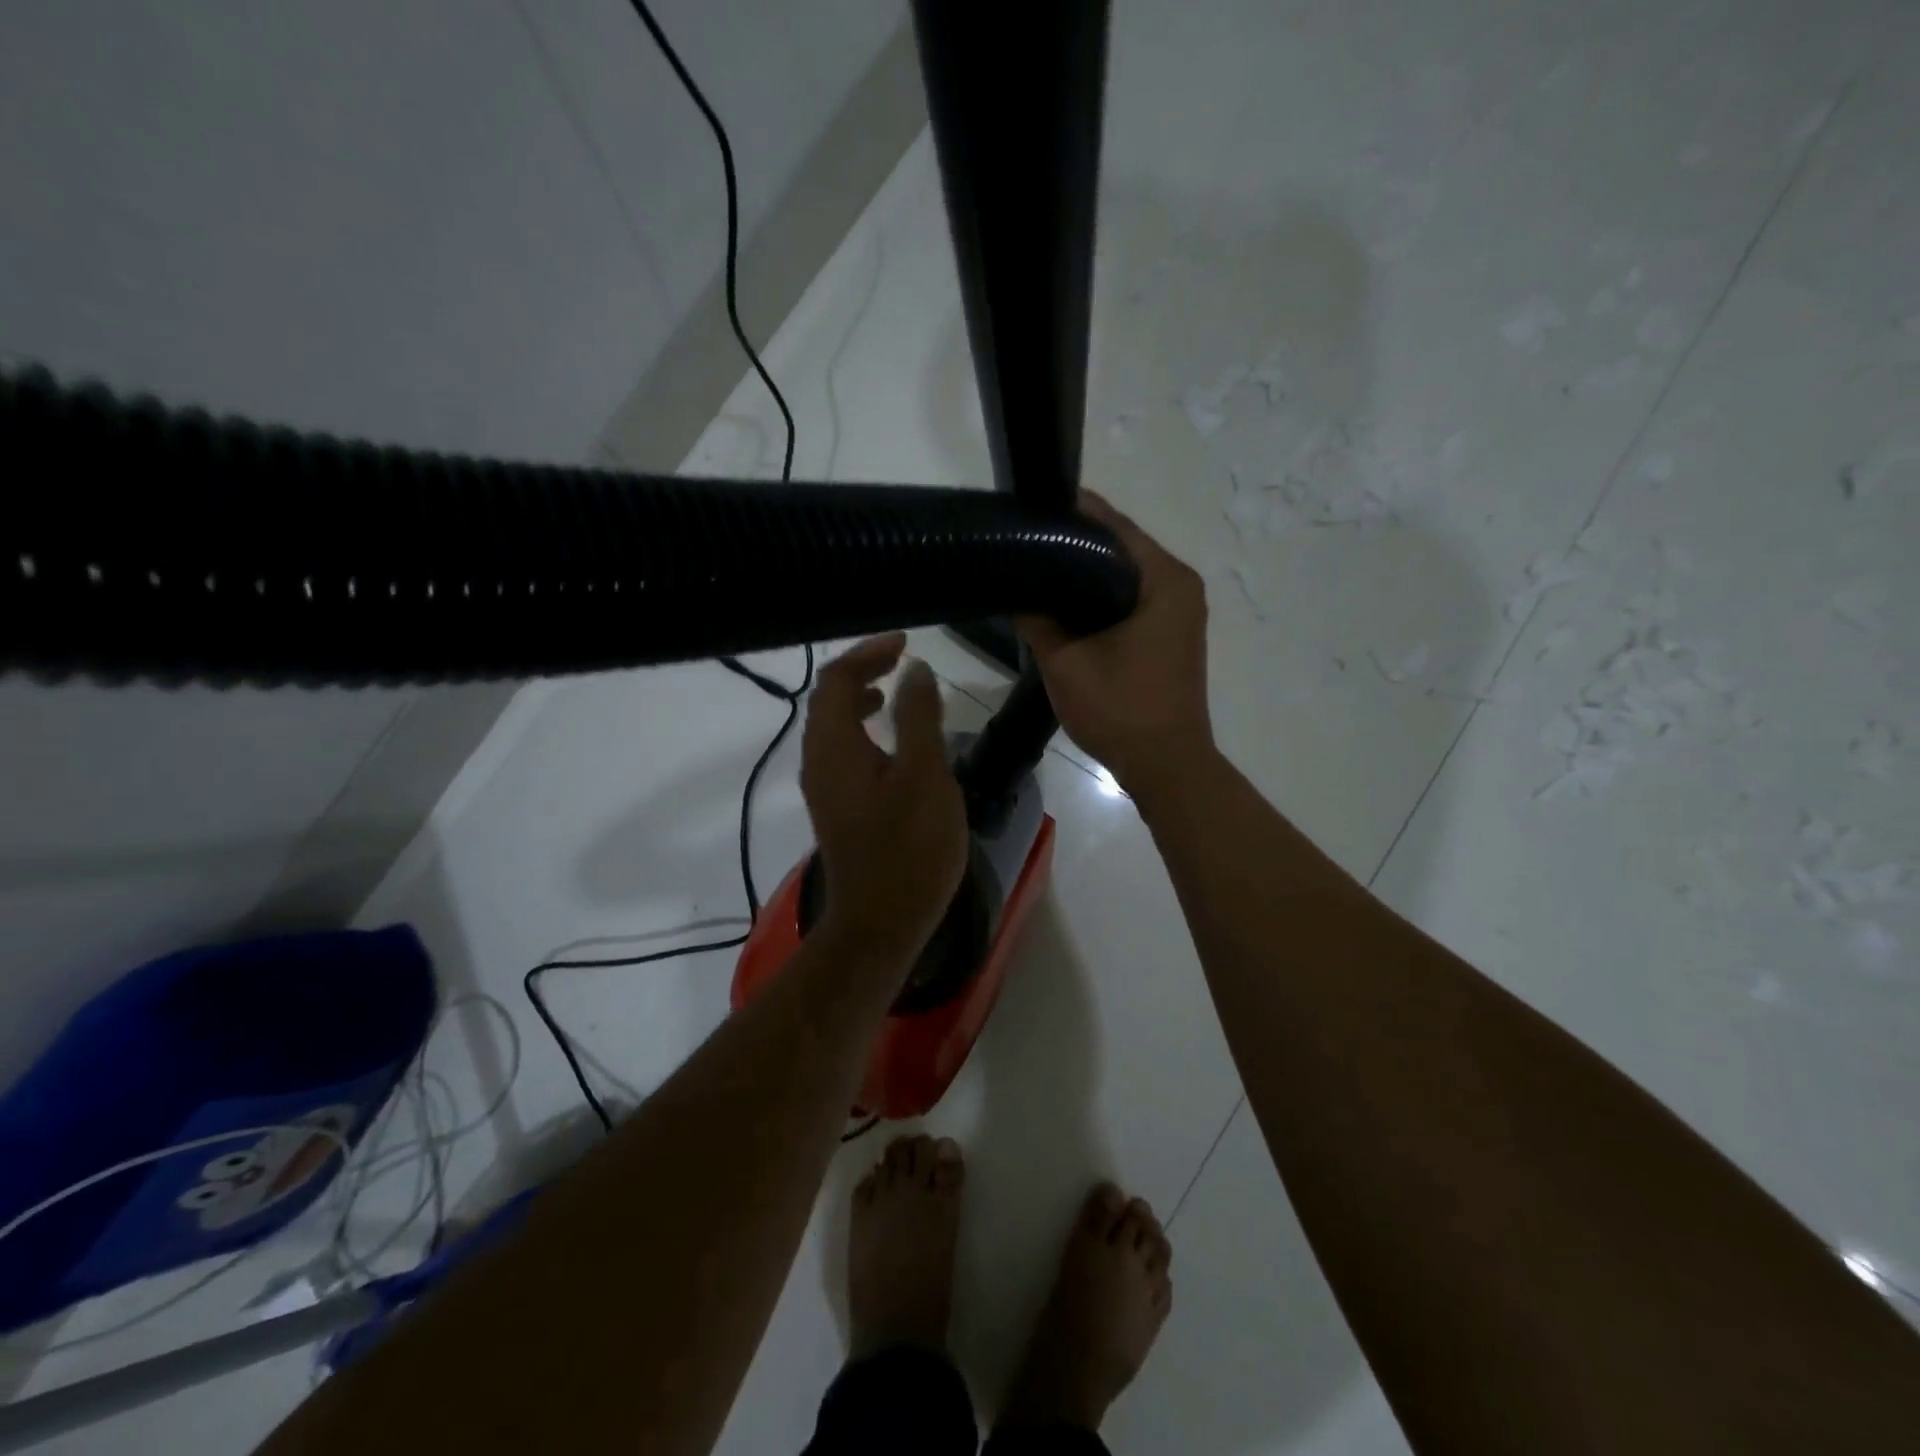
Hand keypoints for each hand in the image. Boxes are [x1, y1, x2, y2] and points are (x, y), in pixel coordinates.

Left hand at [801, 634, 968, 960]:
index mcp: (833, 747)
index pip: (835, 680)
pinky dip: (861, 730)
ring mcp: (824, 788)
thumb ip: (918, 717)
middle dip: (861, 670)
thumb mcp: (924, 775)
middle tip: (900, 660)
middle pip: (826, 699)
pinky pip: (841, 751)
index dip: (866, 653)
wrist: (881, 923)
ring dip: (858, 699)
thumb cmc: (908, 848)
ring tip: (892, 691)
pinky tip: (891, 743)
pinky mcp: (837, 808)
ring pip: (832, 727)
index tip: (905, 643)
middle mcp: (818, 762)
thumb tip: (914, 671)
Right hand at [1019, 492, 1214, 797]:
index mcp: (1164, 579)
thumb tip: (1015, 591)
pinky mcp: (1172, 634)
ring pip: (1125, 575)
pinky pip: (1132, 599)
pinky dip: (1101, 596)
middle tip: (1027, 539)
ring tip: (1039, 568)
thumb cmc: (1121, 709)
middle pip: (1121, 547)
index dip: (1072, 512)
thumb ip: (1037, 619)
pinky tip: (1066, 605)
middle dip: (1076, 541)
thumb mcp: (1066, 662)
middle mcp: (1180, 585)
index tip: (1031, 507)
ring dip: (1087, 571)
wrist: (1166, 765)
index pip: (1114, 526)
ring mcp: (1180, 611)